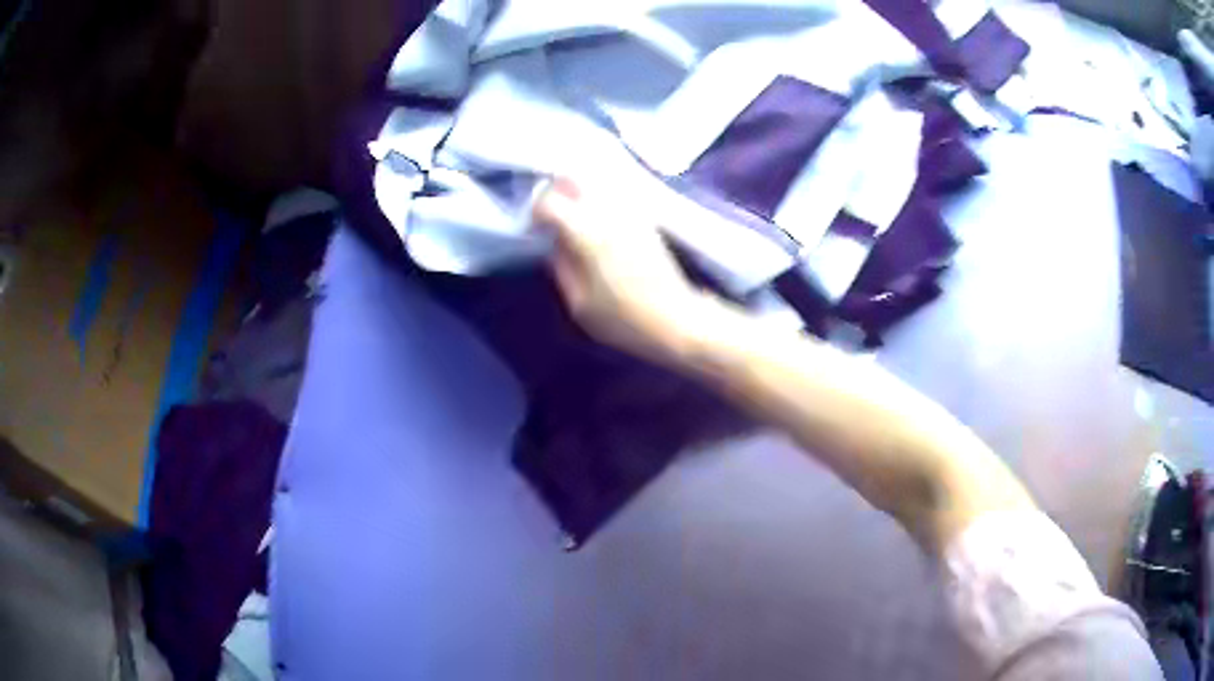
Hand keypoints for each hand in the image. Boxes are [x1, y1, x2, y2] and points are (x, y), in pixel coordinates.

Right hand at [533, 177, 719, 365]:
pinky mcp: (645, 217)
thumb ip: (561, 266)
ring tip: (572, 220)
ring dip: (578, 195)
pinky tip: (597, 225)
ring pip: (594, 184)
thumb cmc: (625, 319)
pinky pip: (613, 196)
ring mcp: (630, 211)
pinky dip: (598, 202)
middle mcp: (608, 212)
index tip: (535, 230)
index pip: (549, 202)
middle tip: (550, 218)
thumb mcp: (579, 304)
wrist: (678, 319)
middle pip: (573, 181)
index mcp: (587, 232)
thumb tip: (553, 243)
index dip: (535, 213)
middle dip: (556, 193)